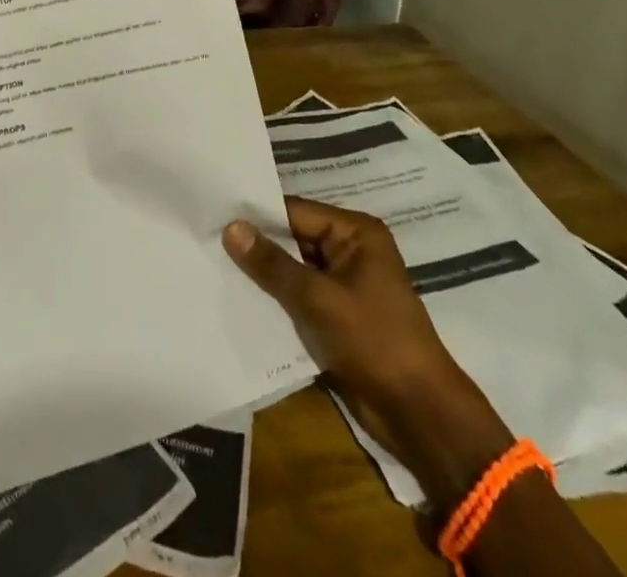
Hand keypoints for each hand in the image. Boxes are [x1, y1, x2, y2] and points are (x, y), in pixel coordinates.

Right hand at [224, 198, 509, 497]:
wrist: (419, 415)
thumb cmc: (375, 342)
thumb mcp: (319, 299)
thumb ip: (273, 264)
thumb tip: (231, 227)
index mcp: (355, 232)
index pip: (295, 211)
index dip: (256, 214)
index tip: (214, 213)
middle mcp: (350, 249)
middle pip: (293, 237)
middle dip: (257, 244)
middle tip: (207, 238)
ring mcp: (344, 283)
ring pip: (293, 268)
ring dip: (264, 273)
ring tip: (214, 264)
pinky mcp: (337, 314)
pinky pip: (299, 295)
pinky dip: (276, 297)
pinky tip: (240, 298)